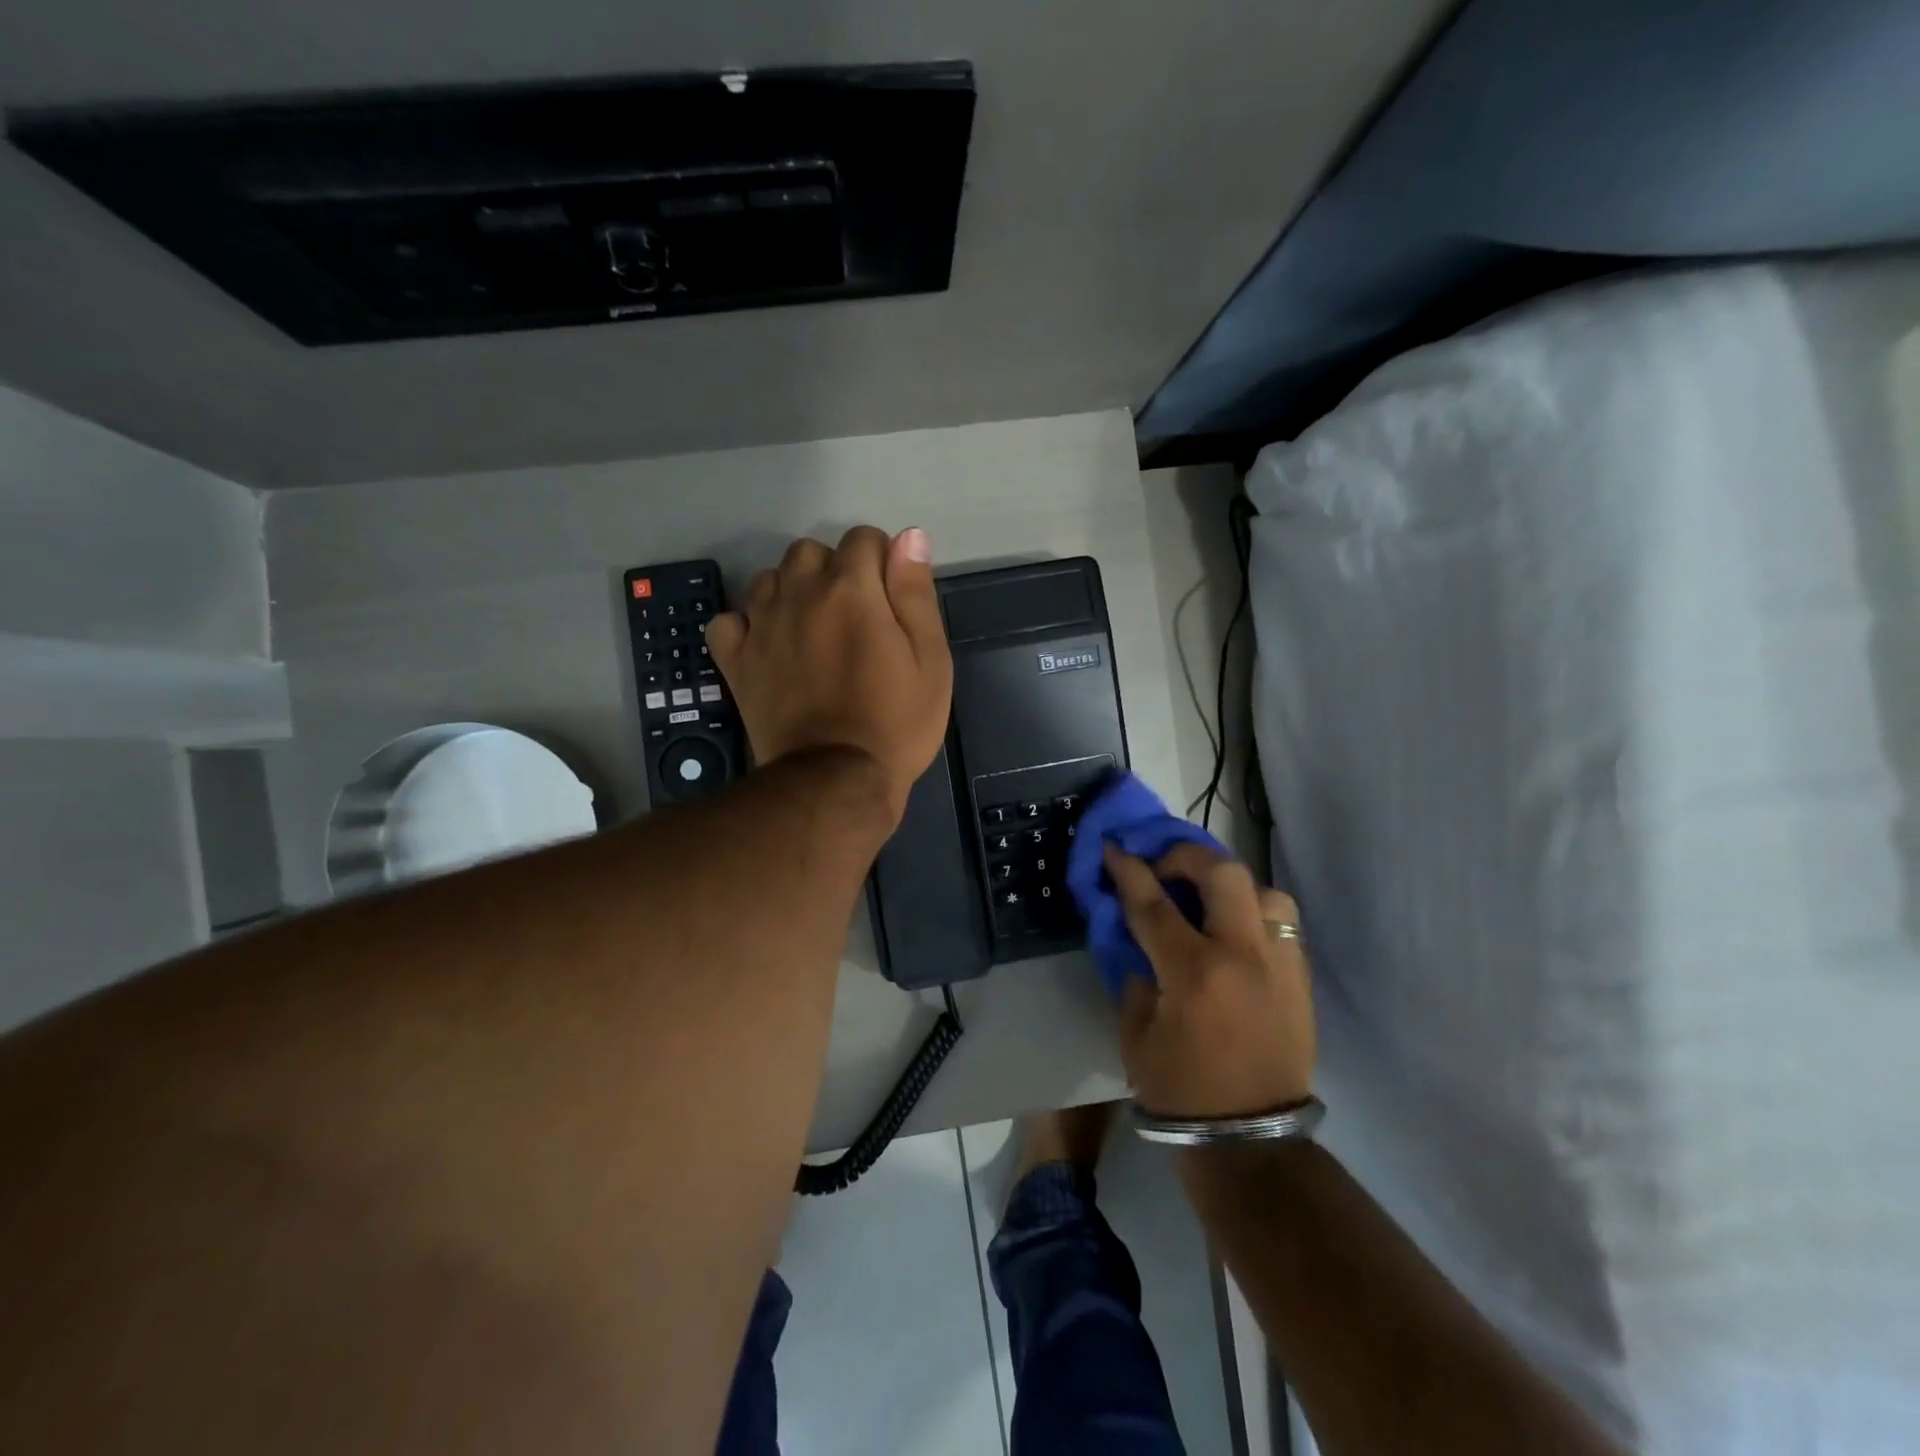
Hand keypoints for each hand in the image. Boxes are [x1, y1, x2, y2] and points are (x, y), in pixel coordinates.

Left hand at [707, 526, 952, 823]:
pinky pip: (730, 620)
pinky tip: (767, 645)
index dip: (882, 562)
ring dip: (792, 592)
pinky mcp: (736, 659)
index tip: (891, 600)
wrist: (836, 780)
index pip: (864, 538)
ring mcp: (761, 625)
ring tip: (812, 631)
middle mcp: (799, 593)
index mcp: (851, 588)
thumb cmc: (896, 722)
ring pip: (770, 578)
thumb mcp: (930, 660)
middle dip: (834, 571)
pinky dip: (747, 625)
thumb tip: (909, 536)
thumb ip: (916, 593)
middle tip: (854, 618)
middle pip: (811, 551)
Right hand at [1106, 842, 1315, 1117]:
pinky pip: (1281, 923)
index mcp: (1193, 972)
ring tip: (1209, 901)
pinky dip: (1254, 913)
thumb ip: (1135, 976)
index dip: (1129, 871)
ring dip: (1230, 885)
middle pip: (1222, 873)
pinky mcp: (1301, 979)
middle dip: (1186, 857)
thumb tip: (1140, 941)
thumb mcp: (1135, 1034)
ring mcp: (1280, 964)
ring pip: (1264, 890)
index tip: (1114, 848)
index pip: (1154, 903)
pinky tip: (1234, 932)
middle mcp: (1242, 955)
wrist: (1249, 1140)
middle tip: (1165, 869)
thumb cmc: (1180, 1090)